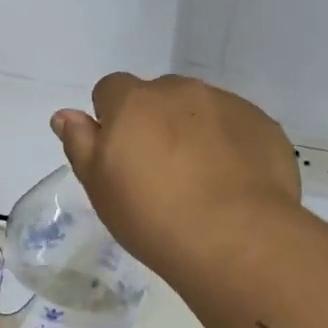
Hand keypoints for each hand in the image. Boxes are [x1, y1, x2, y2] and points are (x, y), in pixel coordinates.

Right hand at [52, 73, 299, 277]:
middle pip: (158, 96)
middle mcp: (180, 90)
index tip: (120, 154)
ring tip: (202, 180)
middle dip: (156, 121)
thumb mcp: (99, 186)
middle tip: (160, 172)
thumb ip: (80, 143)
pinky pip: (237, 127)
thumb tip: (65, 115)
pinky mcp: (263, 125)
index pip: (111, 89)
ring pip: (201, 109)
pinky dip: (231, 145)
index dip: (111, 118)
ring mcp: (227, 104)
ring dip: (194, 130)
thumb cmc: (152, 215)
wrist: (236, 238)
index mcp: (134, 101)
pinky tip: (233, 183)